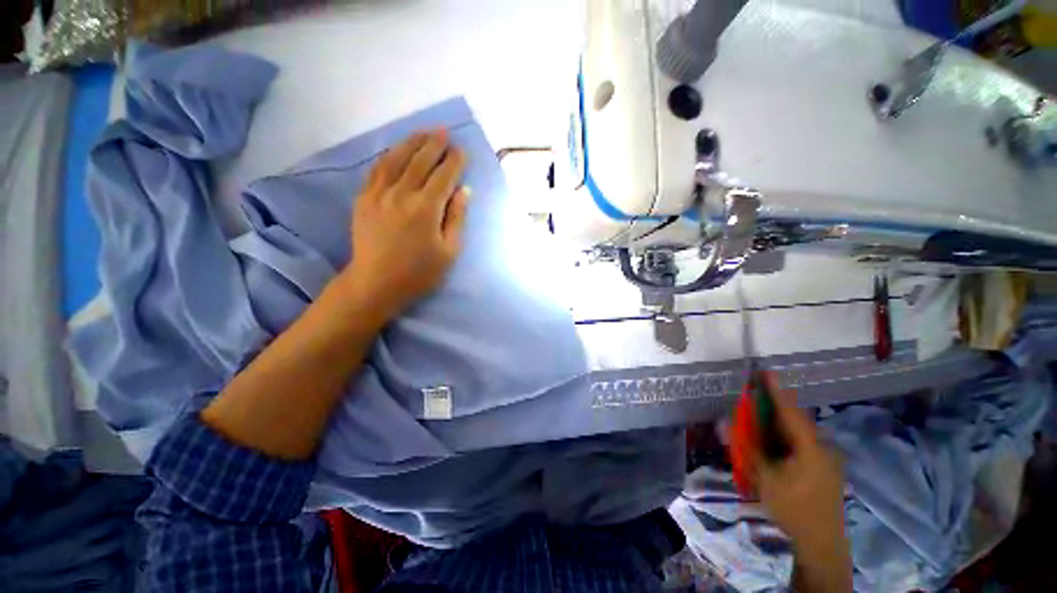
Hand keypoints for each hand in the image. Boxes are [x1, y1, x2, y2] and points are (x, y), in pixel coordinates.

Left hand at [340, 129, 468, 318]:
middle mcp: (402, 194)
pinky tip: (396, 151)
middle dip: (434, 144)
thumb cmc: (419, 272)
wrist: (376, 283)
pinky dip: (388, 156)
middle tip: (444, 132)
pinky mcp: (363, 199)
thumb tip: (464, 191)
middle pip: (420, 161)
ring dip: (411, 143)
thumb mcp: (449, 251)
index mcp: (426, 208)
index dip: (455, 162)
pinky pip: (376, 170)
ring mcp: (379, 194)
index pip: (444, 176)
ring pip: (396, 159)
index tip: (462, 151)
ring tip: (423, 133)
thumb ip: (457, 218)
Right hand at [751, 375, 851, 591]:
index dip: (776, 391)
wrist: (822, 543)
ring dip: (777, 424)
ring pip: (798, 433)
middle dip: (773, 407)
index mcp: (811, 447)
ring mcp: (826, 458)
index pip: (790, 411)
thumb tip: (723, 423)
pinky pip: (801, 444)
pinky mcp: (824, 468)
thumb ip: (746, 448)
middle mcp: (822, 448)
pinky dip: (784, 438)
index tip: (765, 371)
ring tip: (758, 419)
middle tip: (752, 397)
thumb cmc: (793, 508)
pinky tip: (772, 444)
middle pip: (794, 420)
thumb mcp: (765, 478)